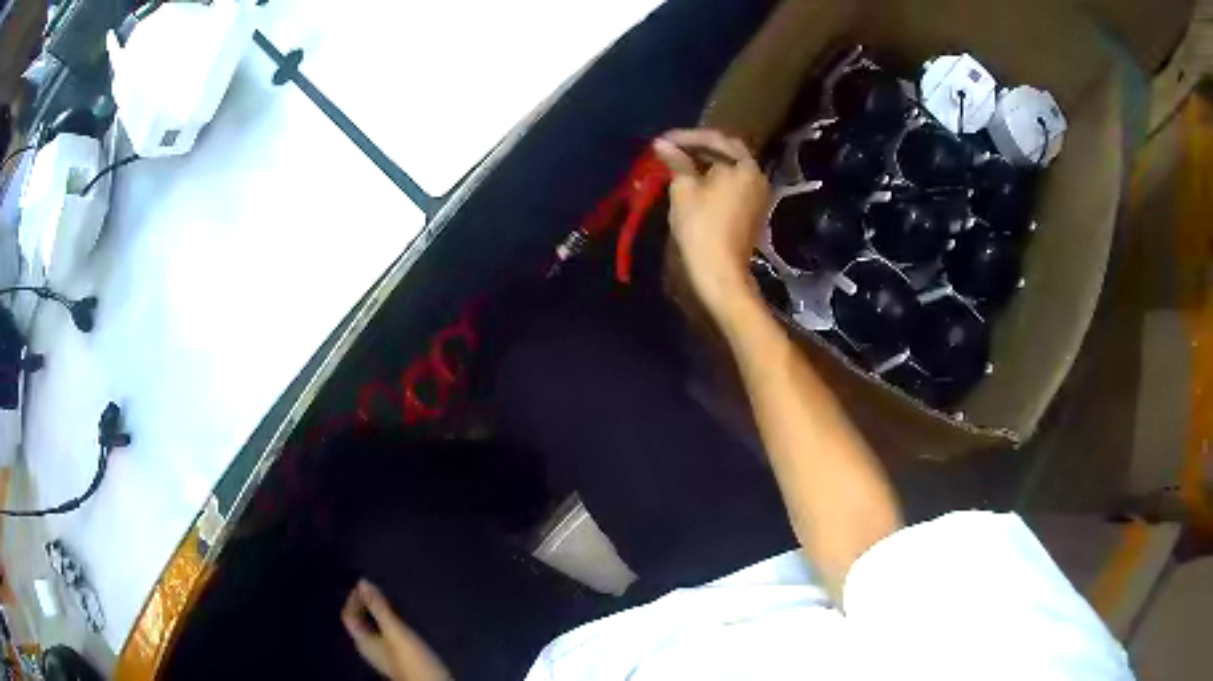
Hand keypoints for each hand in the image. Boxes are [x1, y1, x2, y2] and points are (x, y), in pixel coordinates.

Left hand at [341, 580, 450, 680]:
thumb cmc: (412, 660)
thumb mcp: (396, 632)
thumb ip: (380, 609)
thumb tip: (362, 582)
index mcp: (363, 641)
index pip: (348, 615)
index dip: (353, 599)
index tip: (367, 584)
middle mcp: (369, 648)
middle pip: (360, 622)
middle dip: (365, 605)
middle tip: (379, 589)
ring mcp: (383, 654)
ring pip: (373, 628)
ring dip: (378, 613)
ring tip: (391, 601)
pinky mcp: (398, 658)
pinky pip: (385, 634)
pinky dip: (388, 623)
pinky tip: (402, 620)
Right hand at [653, 129, 769, 317]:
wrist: (720, 271)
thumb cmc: (701, 226)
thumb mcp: (684, 189)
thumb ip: (676, 161)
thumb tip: (662, 143)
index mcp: (744, 166)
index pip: (715, 138)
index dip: (687, 136)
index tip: (663, 140)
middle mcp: (757, 176)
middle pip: (727, 151)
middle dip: (699, 147)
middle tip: (672, 149)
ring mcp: (757, 194)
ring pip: (730, 168)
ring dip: (706, 162)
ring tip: (679, 163)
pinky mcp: (752, 210)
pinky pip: (733, 184)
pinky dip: (714, 178)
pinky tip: (695, 182)